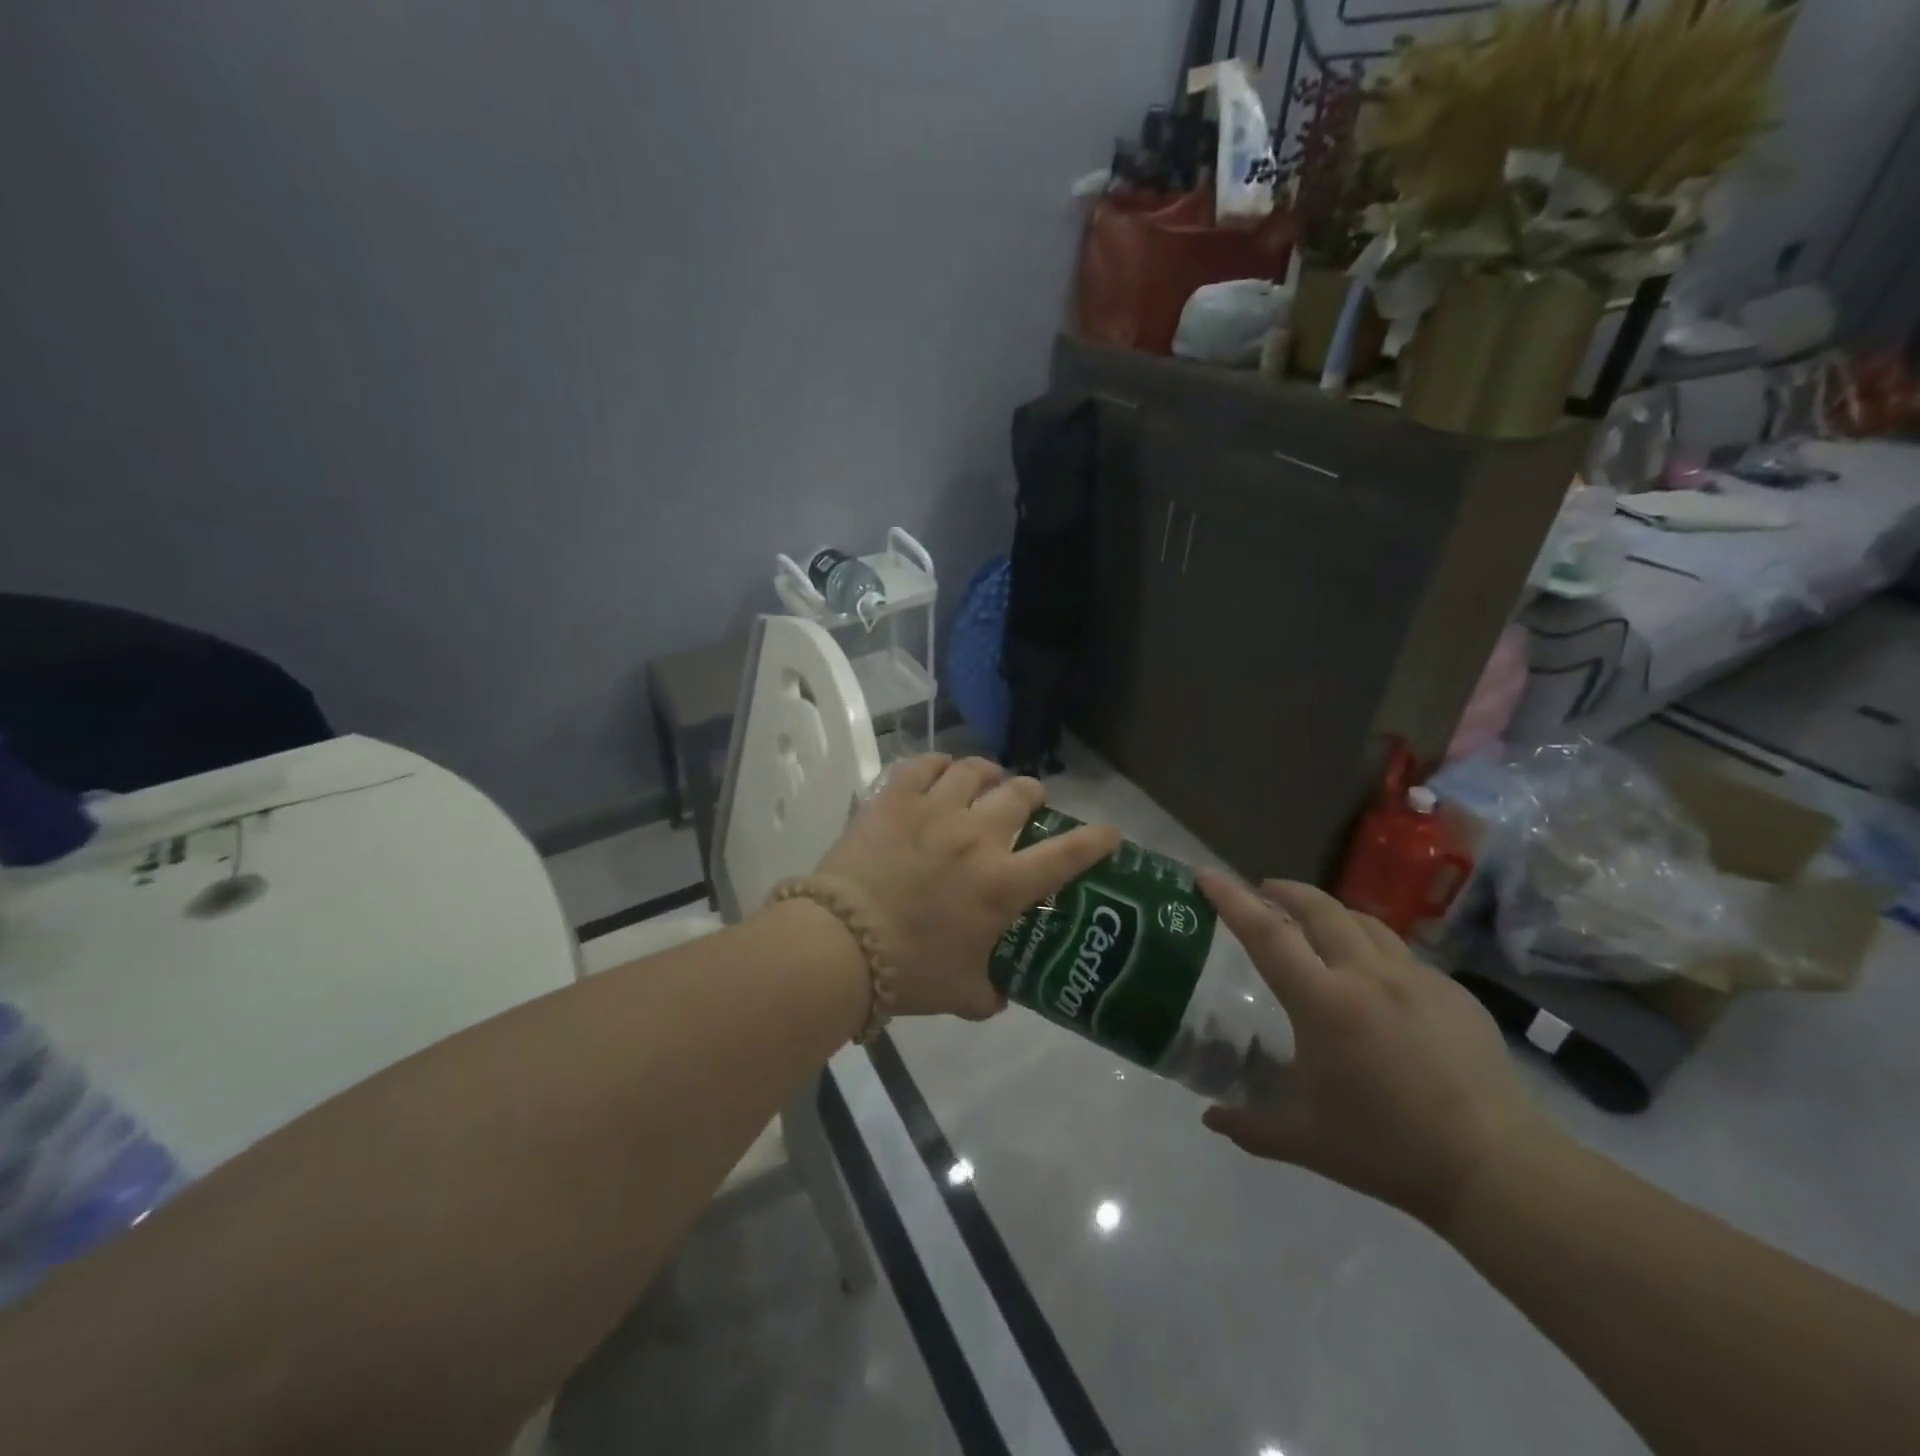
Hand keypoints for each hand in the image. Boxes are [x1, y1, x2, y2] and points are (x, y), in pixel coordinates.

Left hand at [814, 755, 1121, 1019]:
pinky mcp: (895, 799)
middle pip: (1020, 794)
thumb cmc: (908, 971)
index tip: (1109, 832)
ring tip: (986, 779)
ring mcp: (935, 810)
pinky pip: (923, 765)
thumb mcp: (960, 993)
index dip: (1096, 839)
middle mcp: (977, 836)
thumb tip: (999, 996)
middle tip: (1027, 803)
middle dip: (1032, 795)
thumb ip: (989, 993)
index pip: (1067, 854)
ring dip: (988, 773)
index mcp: (1003, 883)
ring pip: (975, 771)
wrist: (841, 944)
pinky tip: (940, 770)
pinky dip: (938, 764)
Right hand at [1196, 872, 1555, 1229]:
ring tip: (1316, 923)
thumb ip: (1249, 1125)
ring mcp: (1415, 979)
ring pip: (1364, 921)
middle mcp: (1366, 975)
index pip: (1266, 933)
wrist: (1496, 1168)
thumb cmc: (1387, 1149)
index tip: (1206, 874)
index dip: (1231, 898)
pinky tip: (1376, 979)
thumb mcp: (1305, 1141)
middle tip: (1265, 890)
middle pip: (1318, 908)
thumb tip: (1210, 1117)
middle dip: (1285, 890)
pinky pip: (1402, 954)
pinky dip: (1373, 949)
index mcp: (1323, 1002)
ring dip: (1330, 912)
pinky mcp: (1453, 993)